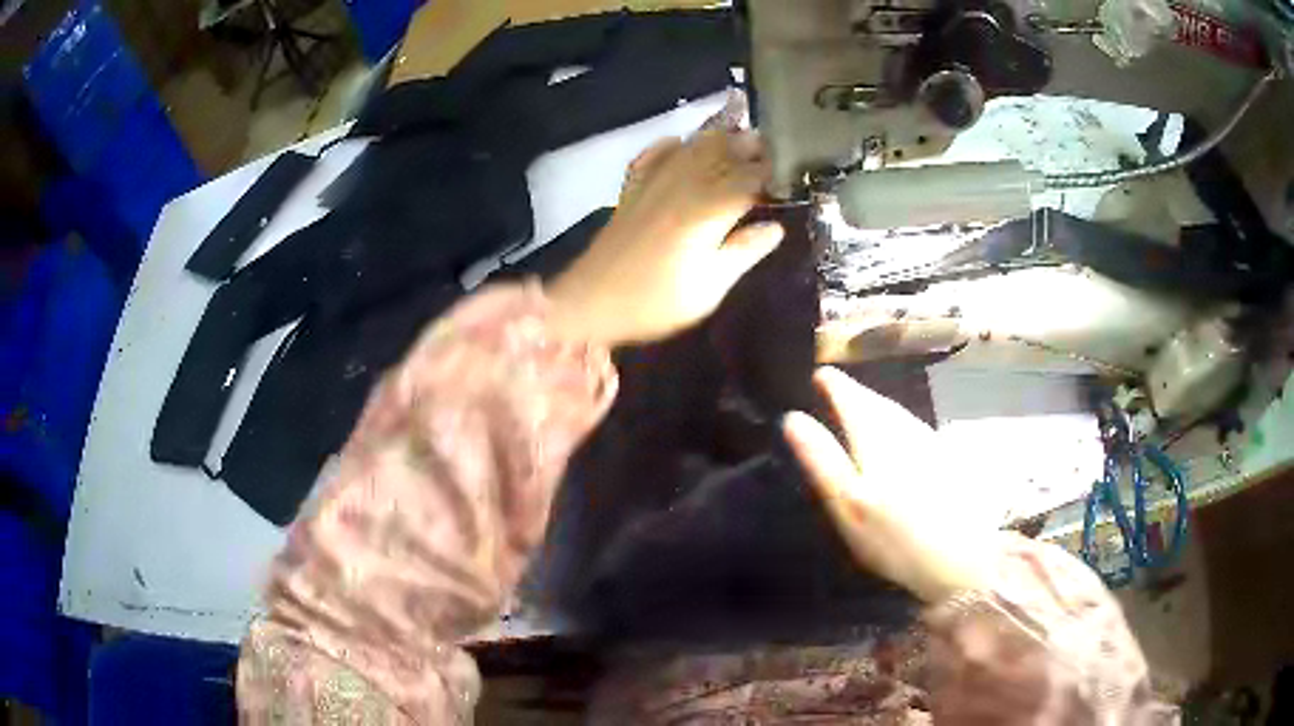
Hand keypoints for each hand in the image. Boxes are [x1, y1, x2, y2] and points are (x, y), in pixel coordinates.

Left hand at [546, 116, 782, 345]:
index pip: (747, 178)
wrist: (590, 302)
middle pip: (719, 154)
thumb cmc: (656, 302)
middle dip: (745, 145)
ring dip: (714, 139)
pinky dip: (667, 146)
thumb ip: (743, 252)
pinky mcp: (630, 191)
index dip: (769, 170)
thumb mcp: (709, 287)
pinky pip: (650, 157)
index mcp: (707, 210)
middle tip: (767, 144)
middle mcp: (682, 187)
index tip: (788, 168)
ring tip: (735, 136)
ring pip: (688, 149)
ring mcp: (652, 185)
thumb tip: (775, 227)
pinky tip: (678, 141)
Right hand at [784, 368, 993, 603]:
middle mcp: (905, 430)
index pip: (851, 398)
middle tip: (835, 388)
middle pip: (876, 402)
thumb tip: (792, 417)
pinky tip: (896, 435)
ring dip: (876, 405)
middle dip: (855, 393)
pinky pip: (912, 427)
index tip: (818, 374)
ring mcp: (930, 443)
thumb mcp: (847, 504)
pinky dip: (896, 423)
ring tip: (861, 406)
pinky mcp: (945, 460)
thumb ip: (821, 459)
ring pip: (897, 414)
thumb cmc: (894, 538)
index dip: (833, 385)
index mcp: (877, 436)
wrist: (961, 561)